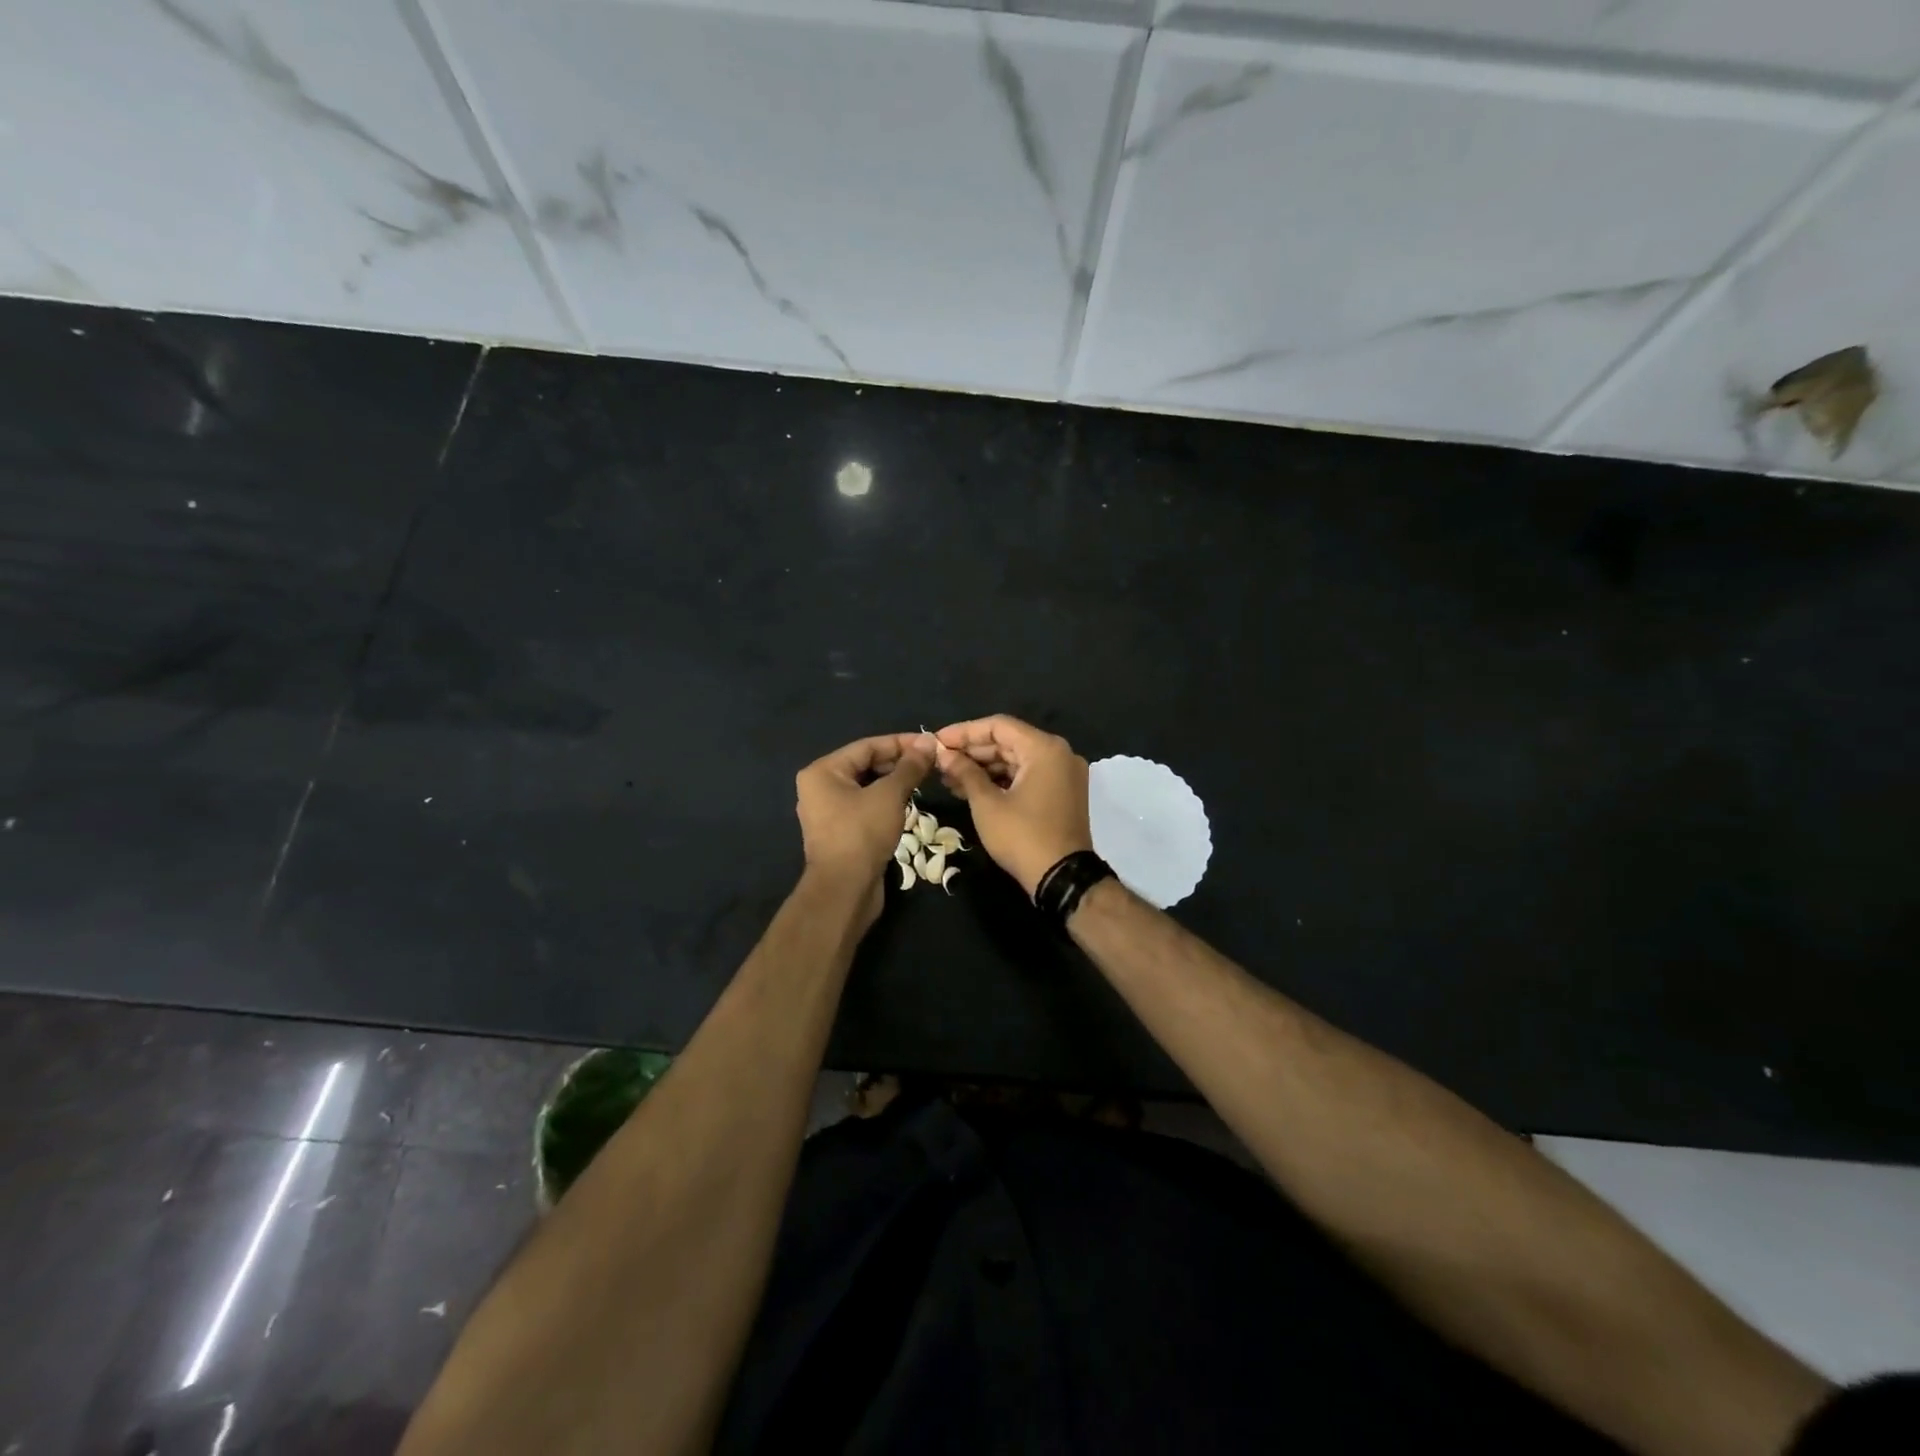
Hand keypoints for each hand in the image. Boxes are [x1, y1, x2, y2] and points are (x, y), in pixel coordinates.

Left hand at [794, 733, 933, 921]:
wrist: (845, 890)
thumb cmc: (862, 834)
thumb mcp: (889, 795)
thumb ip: (909, 767)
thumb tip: (929, 742)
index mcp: (823, 772)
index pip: (867, 746)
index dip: (901, 743)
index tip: (930, 743)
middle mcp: (820, 788)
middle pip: (865, 765)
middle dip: (898, 763)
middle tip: (931, 763)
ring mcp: (828, 812)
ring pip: (867, 787)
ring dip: (894, 783)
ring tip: (924, 780)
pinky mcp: (840, 833)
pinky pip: (865, 807)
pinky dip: (886, 802)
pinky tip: (908, 803)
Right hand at [933, 715, 1092, 896]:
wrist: (1062, 879)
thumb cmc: (1022, 837)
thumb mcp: (987, 804)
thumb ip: (965, 772)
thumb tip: (943, 754)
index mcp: (1045, 748)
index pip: (998, 726)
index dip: (964, 732)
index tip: (937, 741)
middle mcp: (1059, 754)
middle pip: (1008, 742)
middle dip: (972, 752)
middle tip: (939, 762)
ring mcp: (1063, 774)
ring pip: (1016, 760)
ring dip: (983, 768)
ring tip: (949, 778)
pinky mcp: (1061, 793)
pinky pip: (1027, 776)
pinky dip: (1001, 781)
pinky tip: (971, 789)